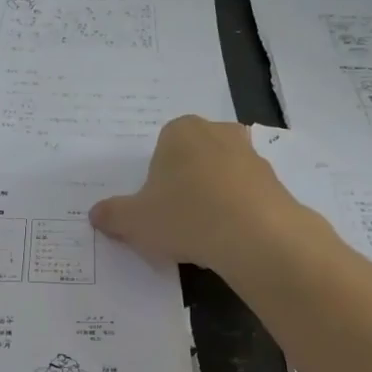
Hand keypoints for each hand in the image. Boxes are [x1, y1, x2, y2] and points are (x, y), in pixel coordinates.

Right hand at [89, 117, 300, 273]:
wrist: (256, 236)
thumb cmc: (185, 216)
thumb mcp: (134, 221)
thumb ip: (112, 215)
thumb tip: (96, 214)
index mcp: (181, 130)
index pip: (161, 149)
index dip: (155, 180)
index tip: (154, 208)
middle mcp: (218, 132)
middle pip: (192, 160)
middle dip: (184, 185)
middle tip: (175, 220)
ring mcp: (251, 156)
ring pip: (221, 178)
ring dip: (211, 200)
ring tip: (203, 236)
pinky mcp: (275, 182)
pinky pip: (245, 197)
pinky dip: (236, 214)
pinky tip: (228, 240)